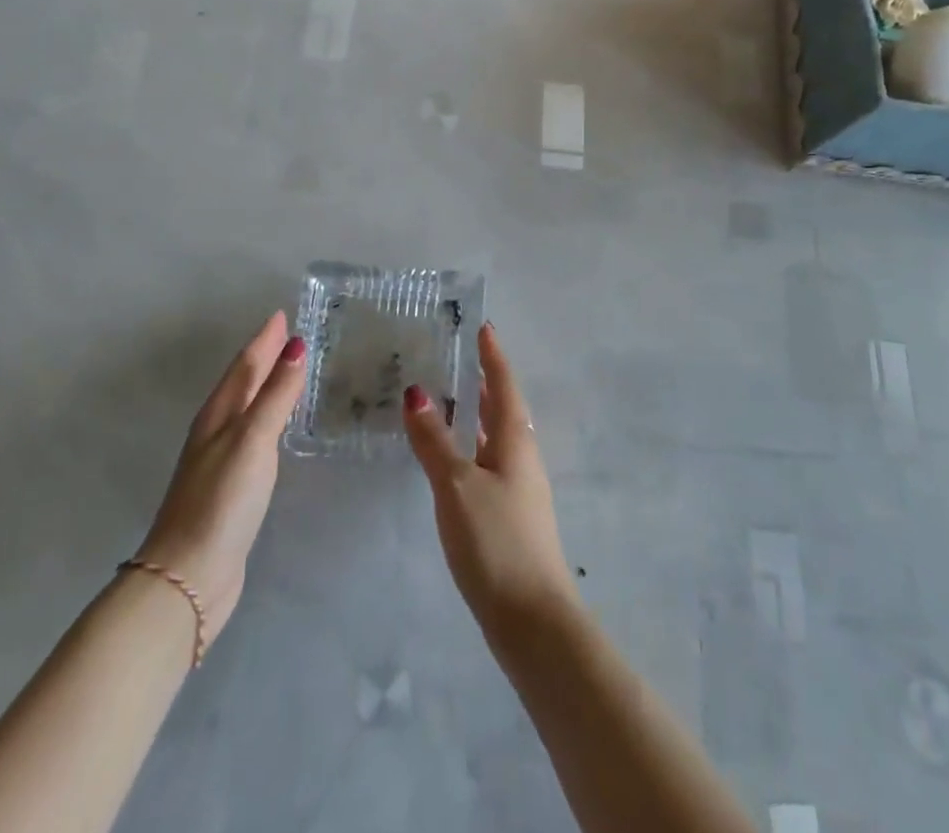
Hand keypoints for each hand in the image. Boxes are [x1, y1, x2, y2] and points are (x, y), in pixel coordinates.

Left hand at [138, 311, 305, 643]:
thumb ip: (276, 394)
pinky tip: (279, 426)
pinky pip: (254, 435)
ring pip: (248, 408)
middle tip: (291, 335)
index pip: (245, 364)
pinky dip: (269, 418)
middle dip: (265, 356)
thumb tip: (296, 344)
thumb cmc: (222, 501)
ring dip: (267, 385)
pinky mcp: (231, 487)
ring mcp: (221, 460)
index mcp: (218, 414)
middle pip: (243, 382)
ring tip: (290, 370)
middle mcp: (216, 430)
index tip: (282, 313)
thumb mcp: (252, 440)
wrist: (189, 577)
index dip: (264, 339)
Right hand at [403, 324, 579, 645]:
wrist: (532, 621)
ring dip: (477, 416)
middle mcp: (522, 456)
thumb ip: (435, 440)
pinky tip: (452, 460)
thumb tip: (416, 392)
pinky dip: (471, 448)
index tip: (483, 327)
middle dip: (485, 382)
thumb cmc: (496, 540)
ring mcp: (519, 488)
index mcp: (516, 439)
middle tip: (458, 359)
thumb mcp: (457, 485)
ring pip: (496, 437)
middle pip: (504, 408)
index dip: (493, 356)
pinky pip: (488, 464)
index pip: (504, 384)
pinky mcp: (510, 517)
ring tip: (449, 402)